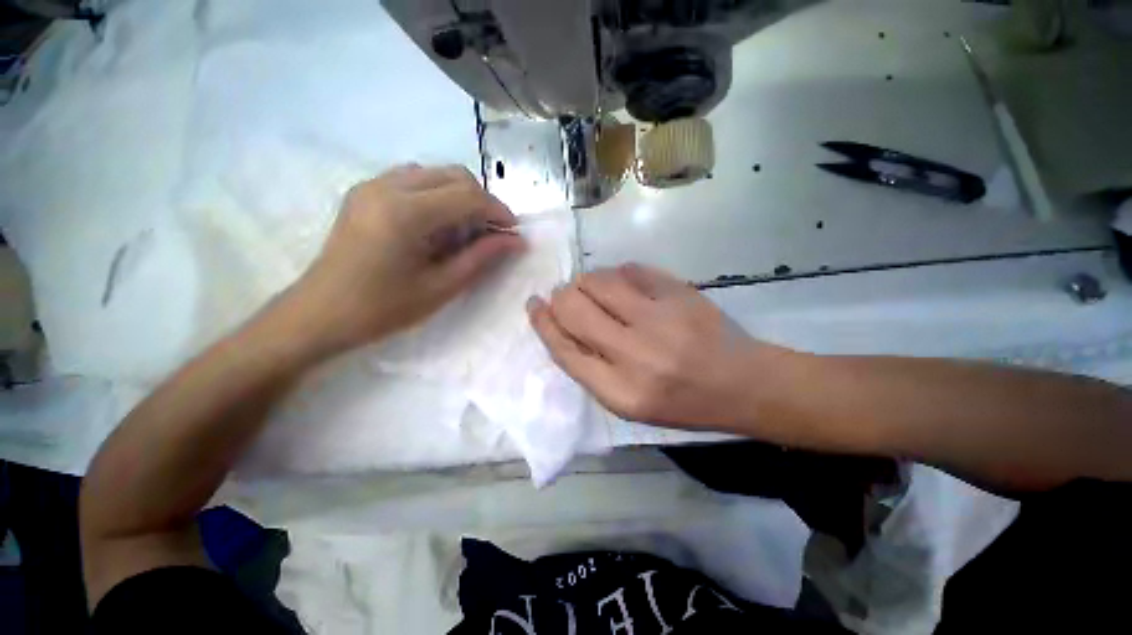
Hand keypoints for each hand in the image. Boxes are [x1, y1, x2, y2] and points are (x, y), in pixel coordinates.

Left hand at [285, 164, 523, 354]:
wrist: (320, 314)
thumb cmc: (382, 309)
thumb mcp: (441, 287)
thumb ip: (481, 258)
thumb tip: (516, 241)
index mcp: (405, 213)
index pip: (468, 195)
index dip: (498, 211)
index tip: (513, 232)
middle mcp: (387, 187)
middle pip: (454, 175)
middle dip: (481, 201)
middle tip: (491, 234)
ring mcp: (372, 185)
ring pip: (435, 174)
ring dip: (460, 197)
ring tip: (464, 232)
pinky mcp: (365, 192)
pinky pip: (414, 180)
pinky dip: (437, 196)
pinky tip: (437, 225)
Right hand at [528, 264, 793, 431]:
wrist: (742, 383)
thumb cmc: (681, 402)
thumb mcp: (628, 403)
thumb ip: (591, 367)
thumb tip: (560, 324)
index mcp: (620, 393)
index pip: (564, 349)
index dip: (543, 323)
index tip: (534, 306)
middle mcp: (635, 355)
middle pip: (574, 308)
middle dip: (561, 297)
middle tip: (566, 295)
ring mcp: (659, 319)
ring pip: (598, 281)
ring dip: (587, 281)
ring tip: (597, 290)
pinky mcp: (679, 293)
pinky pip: (630, 269)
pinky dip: (618, 274)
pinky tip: (625, 283)